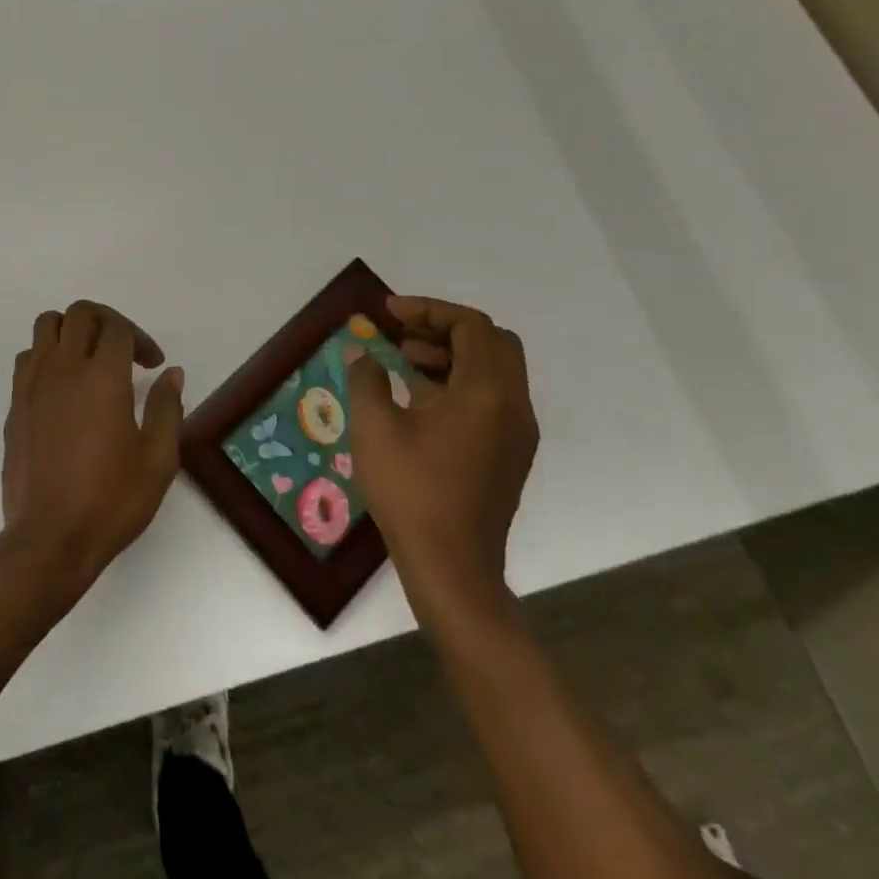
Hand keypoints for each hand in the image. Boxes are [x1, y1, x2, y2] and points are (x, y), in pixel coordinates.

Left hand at [0, 301, 184, 596]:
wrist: (49, 538)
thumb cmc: (110, 501)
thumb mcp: (157, 461)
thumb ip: (167, 409)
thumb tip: (171, 374)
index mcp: (102, 378)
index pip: (118, 328)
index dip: (141, 339)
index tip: (153, 364)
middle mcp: (64, 368)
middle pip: (80, 313)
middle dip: (107, 322)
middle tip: (125, 351)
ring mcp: (33, 383)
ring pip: (47, 325)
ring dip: (72, 330)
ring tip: (90, 359)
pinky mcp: (15, 403)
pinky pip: (28, 357)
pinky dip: (48, 355)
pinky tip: (63, 386)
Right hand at [347, 296, 536, 618]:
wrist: (452, 568)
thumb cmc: (411, 491)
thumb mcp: (375, 428)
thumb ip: (367, 379)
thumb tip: (362, 354)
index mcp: (487, 393)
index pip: (471, 326)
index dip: (429, 310)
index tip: (389, 313)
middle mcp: (513, 407)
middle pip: (492, 342)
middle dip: (445, 328)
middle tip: (402, 333)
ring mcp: (516, 433)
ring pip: (494, 370)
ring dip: (451, 354)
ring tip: (403, 361)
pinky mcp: (509, 454)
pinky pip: (491, 398)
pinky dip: (459, 382)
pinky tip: (418, 398)